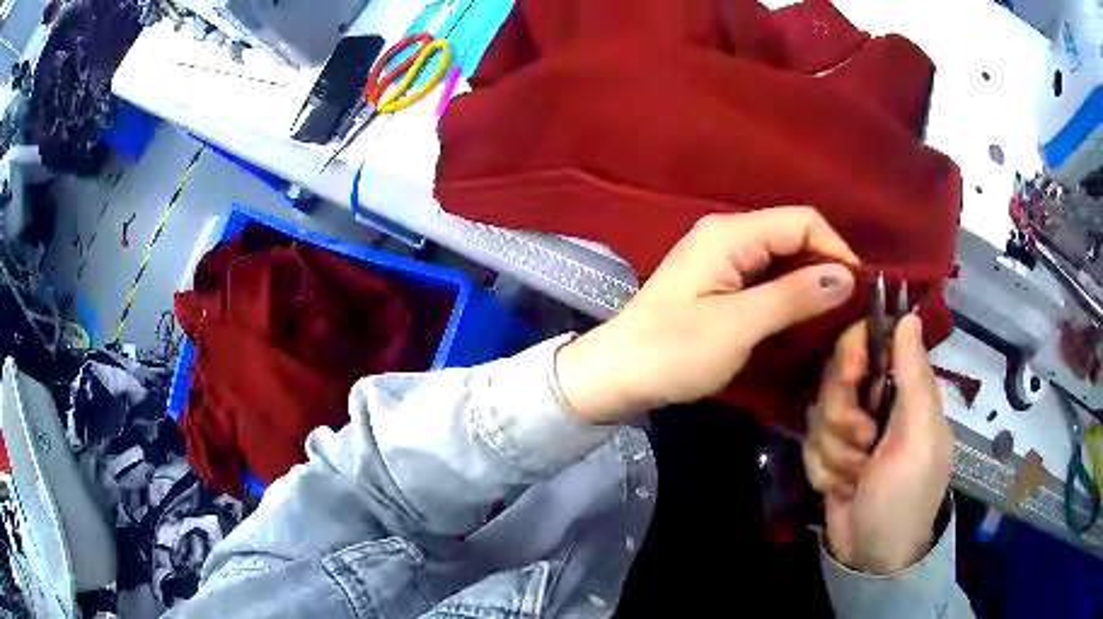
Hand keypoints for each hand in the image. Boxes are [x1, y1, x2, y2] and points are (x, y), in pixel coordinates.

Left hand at [555, 207, 857, 424]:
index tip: (858, 293)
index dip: (836, 250)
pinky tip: (800, 320)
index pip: (802, 221)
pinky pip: (765, 278)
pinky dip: (788, 295)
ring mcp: (721, 258)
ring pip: (781, 258)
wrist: (615, 375)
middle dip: (825, 268)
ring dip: (809, 284)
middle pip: (793, 236)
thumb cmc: (672, 351)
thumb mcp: (738, 325)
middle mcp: (727, 235)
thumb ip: (793, 297)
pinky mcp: (717, 282)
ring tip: (832, 320)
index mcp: (731, 234)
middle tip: (848, 312)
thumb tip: (845, 276)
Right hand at [803, 315, 952, 574]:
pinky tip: (843, 488)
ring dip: (835, 452)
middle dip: (843, 417)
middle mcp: (875, 403)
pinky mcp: (829, 456)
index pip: (871, 342)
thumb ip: (914, 376)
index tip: (851, 371)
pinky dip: (824, 471)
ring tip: (857, 477)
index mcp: (903, 390)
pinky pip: (809, 447)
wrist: (873, 554)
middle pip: (835, 378)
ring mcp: (849, 431)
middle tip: (864, 444)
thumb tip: (909, 314)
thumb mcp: (919, 437)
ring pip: (818, 415)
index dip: (853, 350)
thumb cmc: (906, 493)